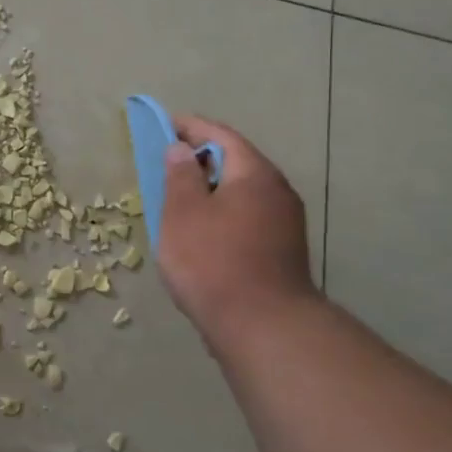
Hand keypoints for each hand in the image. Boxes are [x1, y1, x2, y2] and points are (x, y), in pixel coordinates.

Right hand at [158, 114, 317, 342]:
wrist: (263, 327)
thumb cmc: (213, 262)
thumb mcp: (183, 213)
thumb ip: (180, 175)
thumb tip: (182, 149)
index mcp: (254, 174)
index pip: (221, 136)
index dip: (190, 127)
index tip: (165, 124)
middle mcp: (277, 191)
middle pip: (236, 162)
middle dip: (201, 159)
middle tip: (168, 163)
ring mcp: (285, 223)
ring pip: (243, 192)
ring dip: (212, 189)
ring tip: (181, 199)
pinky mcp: (282, 250)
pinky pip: (248, 216)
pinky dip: (224, 213)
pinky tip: (204, 232)